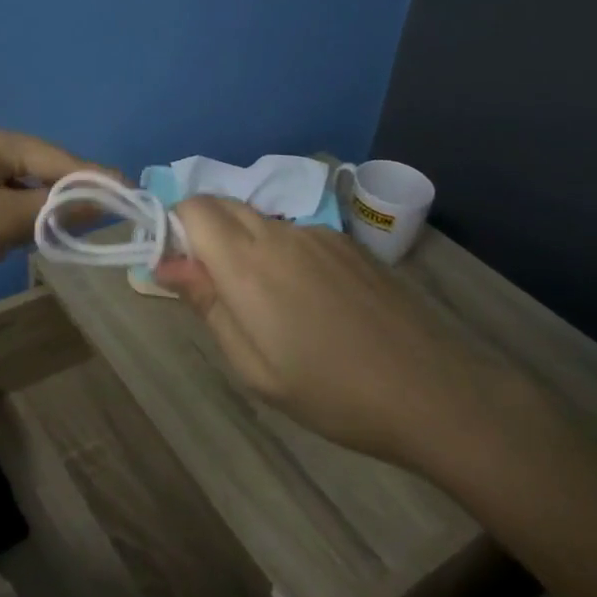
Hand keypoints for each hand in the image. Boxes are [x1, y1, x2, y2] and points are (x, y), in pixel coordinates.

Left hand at [0, 120, 104, 309]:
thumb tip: (105, 200)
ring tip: (69, 233)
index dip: (97, 181)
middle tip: (102, 224)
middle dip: (69, 197)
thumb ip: (55, 210)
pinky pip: (4, 197)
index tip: (133, 199)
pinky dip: (20, 215)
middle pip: (44, 169)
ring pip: (25, 186)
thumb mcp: (1, 223)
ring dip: (44, 210)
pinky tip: (26, 235)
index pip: (61, 159)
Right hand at [155, 198, 546, 472]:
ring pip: (261, 218)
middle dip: (205, 232)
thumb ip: (207, 304)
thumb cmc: (331, 392)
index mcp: (248, 263)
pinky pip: (296, 232)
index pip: (193, 207)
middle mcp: (280, 232)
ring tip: (270, 305)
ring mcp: (319, 233)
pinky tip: (310, 301)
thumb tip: (165, 263)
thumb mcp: (254, 367)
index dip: (176, 228)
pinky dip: (281, 251)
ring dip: (245, 243)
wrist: (431, 390)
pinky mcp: (348, 243)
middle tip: (218, 291)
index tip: (182, 270)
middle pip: (224, 204)